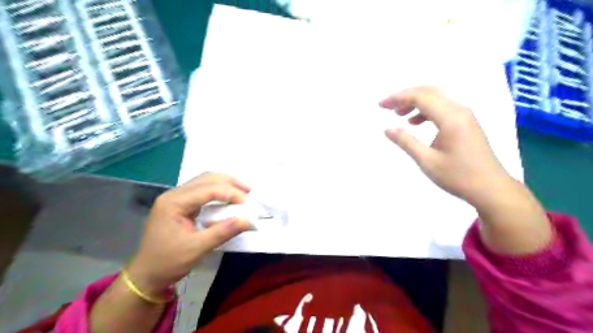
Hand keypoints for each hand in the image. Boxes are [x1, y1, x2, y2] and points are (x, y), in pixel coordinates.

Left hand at [128, 174, 250, 294]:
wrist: (146, 275)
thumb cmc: (168, 262)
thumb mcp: (197, 249)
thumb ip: (223, 232)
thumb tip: (248, 220)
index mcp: (173, 202)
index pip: (207, 189)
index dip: (230, 193)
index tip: (247, 205)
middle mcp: (174, 195)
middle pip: (206, 178)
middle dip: (229, 182)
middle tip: (248, 191)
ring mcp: (176, 198)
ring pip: (204, 181)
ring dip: (225, 184)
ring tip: (242, 191)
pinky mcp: (180, 204)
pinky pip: (202, 190)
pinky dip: (218, 191)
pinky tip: (228, 196)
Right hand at [380, 85, 514, 204]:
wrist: (491, 188)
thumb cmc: (458, 176)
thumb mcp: (427, 161)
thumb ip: (406, 142)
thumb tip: (387, 129)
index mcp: (450, 117)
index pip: (420, 96)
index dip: (398, 97)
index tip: (381, 105)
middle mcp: (459, 110)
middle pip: (429, 91)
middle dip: (405, 96)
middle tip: (388, 107)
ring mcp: (465, 116)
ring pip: (436, 98)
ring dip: (416, 102)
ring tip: (399, 115)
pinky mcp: (466, 123)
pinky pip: (443, 108)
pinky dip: (426, 110)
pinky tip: (416, 123)